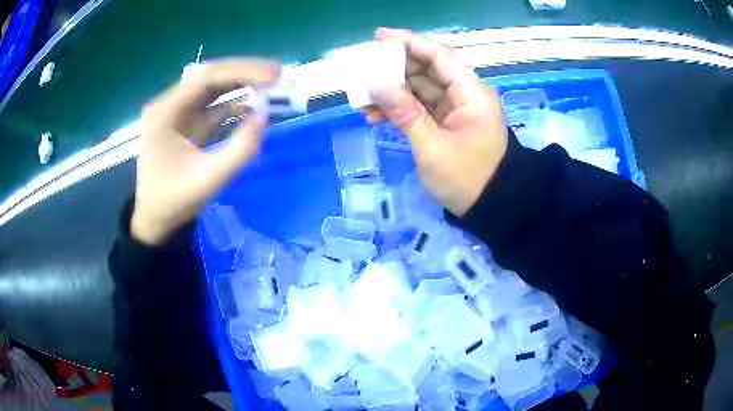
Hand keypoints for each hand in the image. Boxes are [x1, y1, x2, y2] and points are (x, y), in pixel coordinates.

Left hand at [131, 59, 280, 244]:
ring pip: (212, 88)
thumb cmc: (175, 201)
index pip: (205, 78)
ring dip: (241, 85)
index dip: (242, 72)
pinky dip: (233, 103)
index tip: (273, 76)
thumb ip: (240, 148)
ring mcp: (176, 112)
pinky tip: (253, 105)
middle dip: (244, 74)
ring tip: (271, 86)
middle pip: (209, 77)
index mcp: (164, 113)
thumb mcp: (209, 178)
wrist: (156, 220)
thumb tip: (264, 115)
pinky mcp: (185, 122)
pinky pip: (211, 105)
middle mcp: (168, 105)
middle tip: (277, 75)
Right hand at [363, 28, 507, 216]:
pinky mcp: (447, 123)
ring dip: (392, 93)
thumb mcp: (432, 147)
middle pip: (426, 70)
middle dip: (393, 70)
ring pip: (420, 89)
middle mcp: (465, 94)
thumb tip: (376, 83)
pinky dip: (400, 110)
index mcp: (471, 93)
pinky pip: (420, 108)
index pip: (439, 56)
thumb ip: (405, 112)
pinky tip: (375, 117)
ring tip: (361, 101)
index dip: (409, 42)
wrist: (491, 207)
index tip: (378, 37)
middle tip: (362, 72)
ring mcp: (455, 109)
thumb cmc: (467, 179)